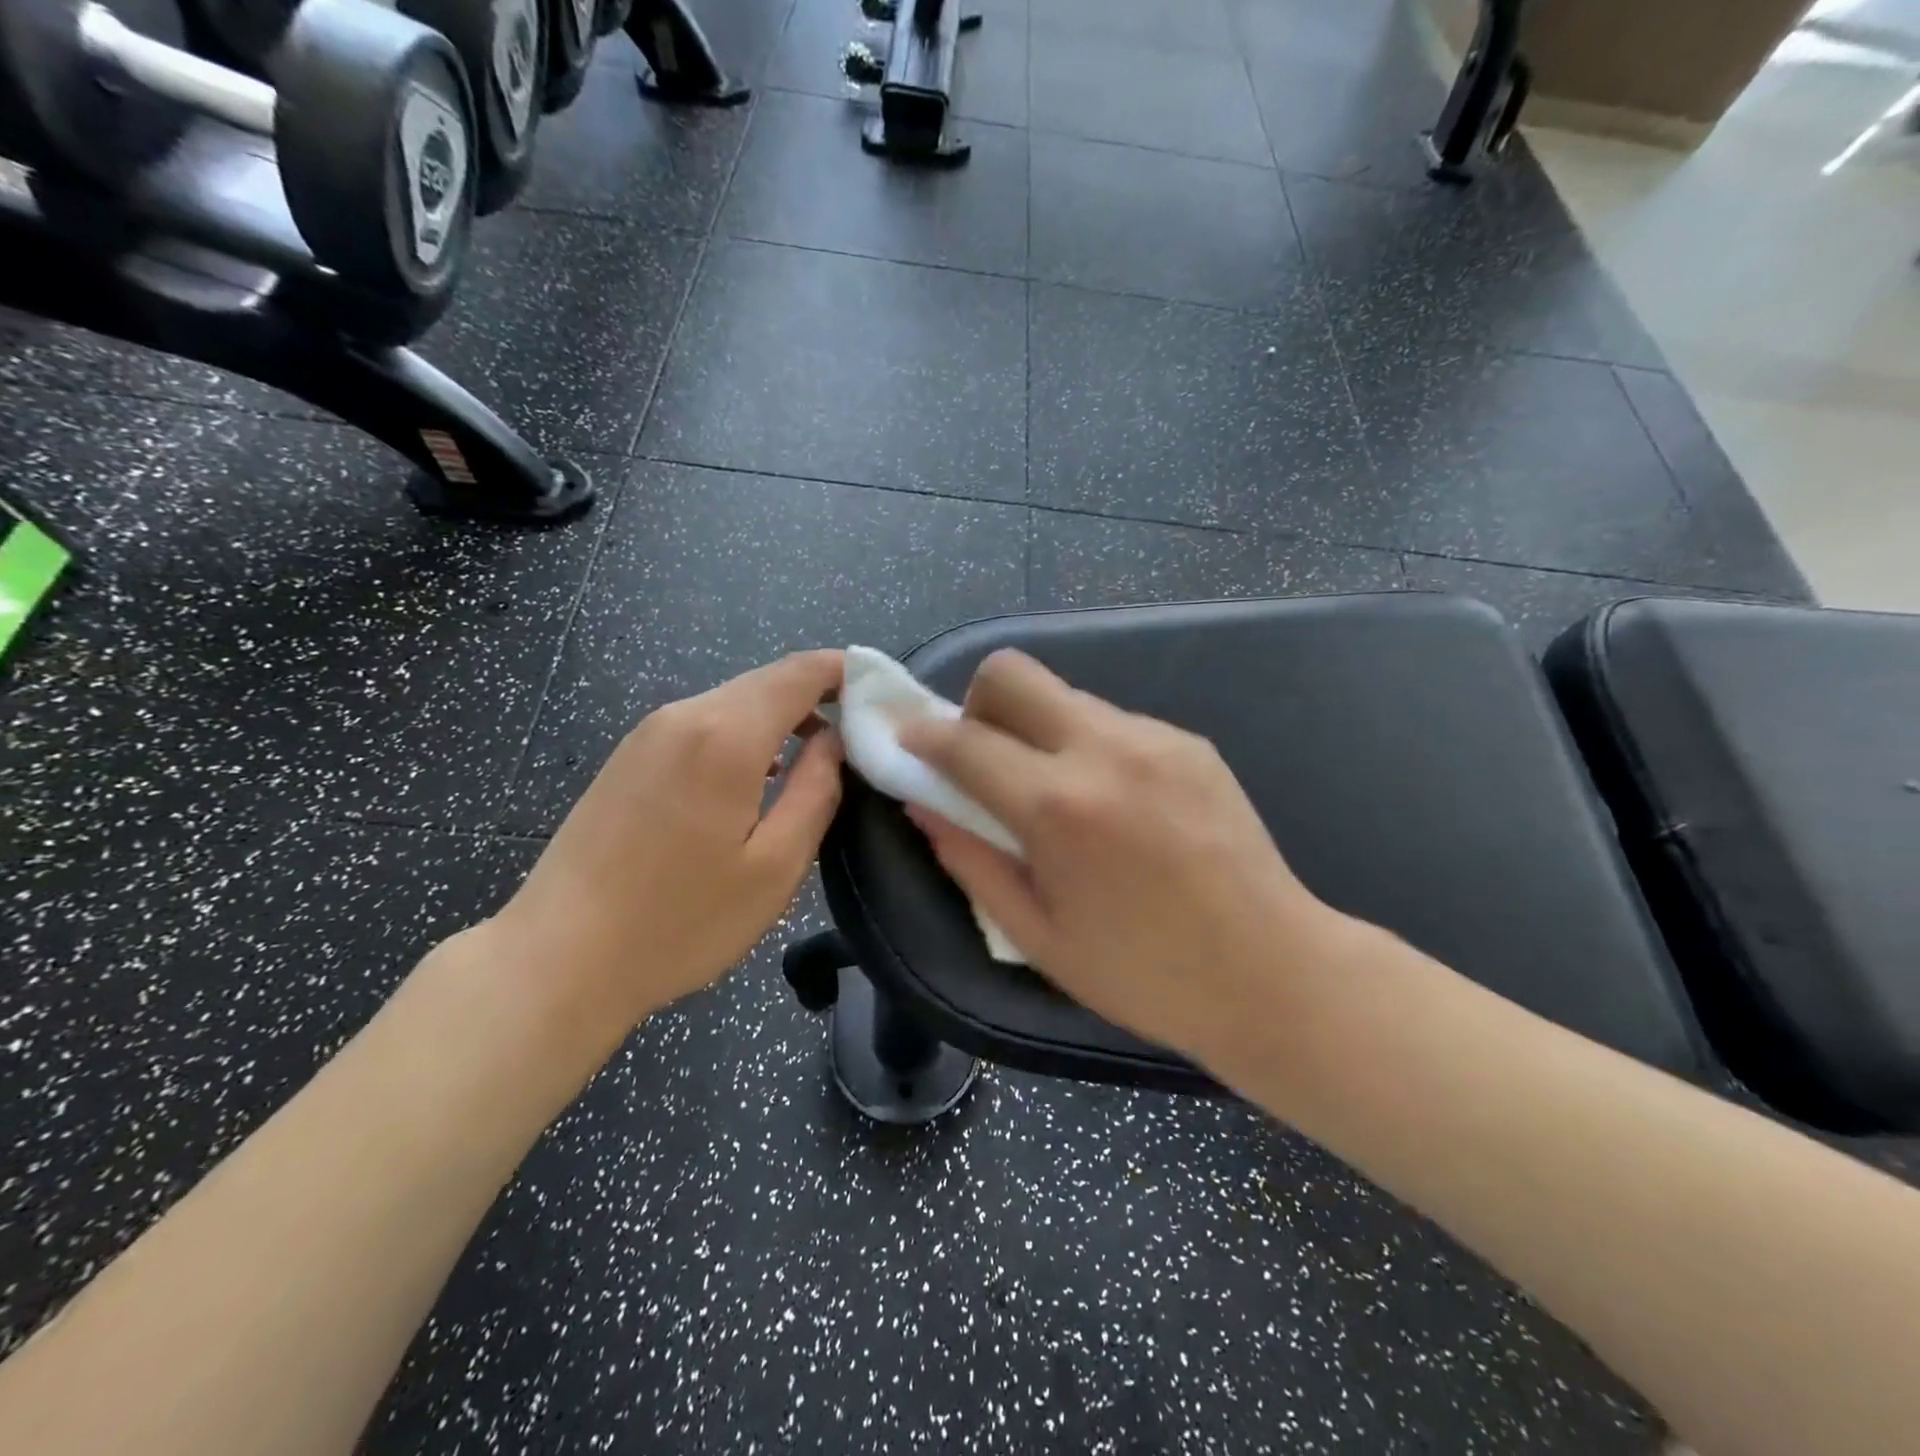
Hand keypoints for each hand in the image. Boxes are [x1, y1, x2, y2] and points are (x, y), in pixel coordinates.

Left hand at [484, 651, 844, 1037]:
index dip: (846, 671)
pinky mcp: (629, 757)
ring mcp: (648, 734)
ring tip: (817, 758)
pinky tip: (758, 777)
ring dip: (781, 719)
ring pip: (734, 702)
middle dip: (818, 697)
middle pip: (767, 682)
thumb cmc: (680, 920)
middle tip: (861, 734)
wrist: (558, 958)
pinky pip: (703, 725)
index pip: (799, 672)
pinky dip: (745, 735)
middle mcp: (683, 716)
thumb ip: (817, 790)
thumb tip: (838, 741)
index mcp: (725, 735)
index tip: (883, 692)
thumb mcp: (775, 866)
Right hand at [899, 650, 1340, 1067]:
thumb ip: (969, 859)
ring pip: (1064, 696)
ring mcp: (1154, 737)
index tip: (905, 742)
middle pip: (1013, 673)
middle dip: (977, 703)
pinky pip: (1112, 721)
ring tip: (1059, 794)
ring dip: (1037, 729)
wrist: (1271, 971)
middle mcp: (1104, 749)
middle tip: (984, 759)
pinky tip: (1114, 803)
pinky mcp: (1189, 741)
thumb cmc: (1143, 973)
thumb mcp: (1035, 934)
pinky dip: (1087, 745)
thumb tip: (923, 805)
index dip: (921, 736)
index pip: (964, 741)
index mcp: (1058, 805)